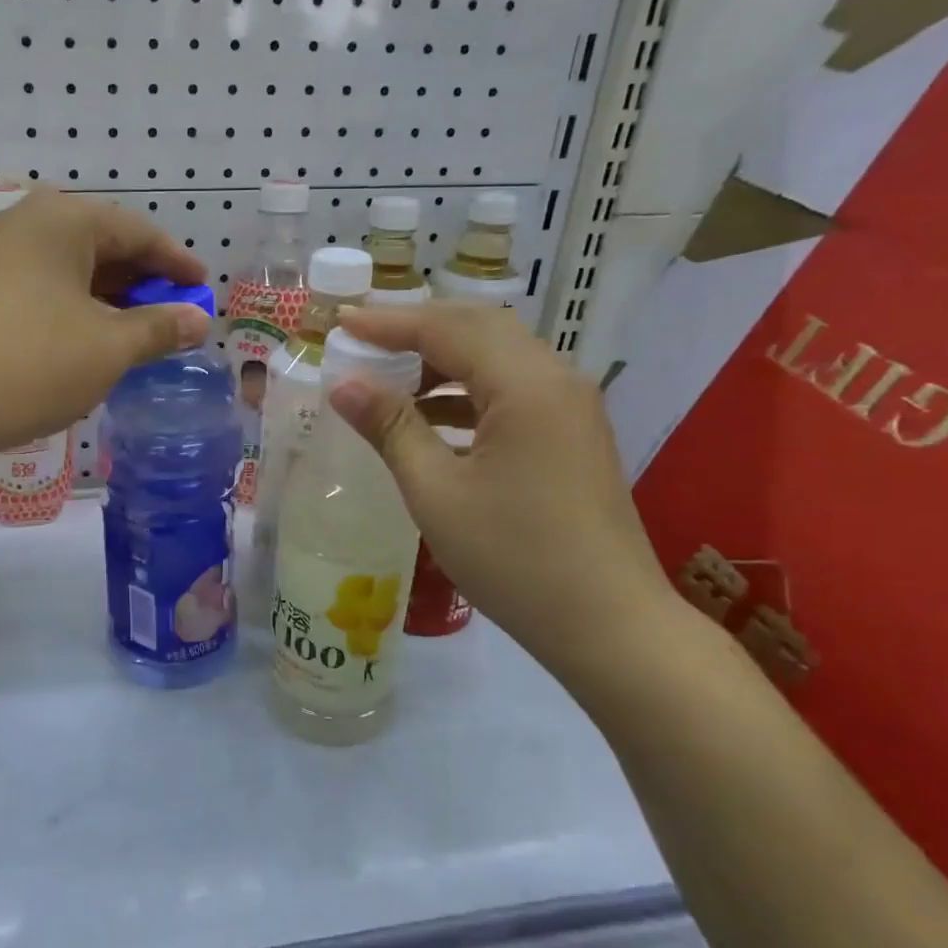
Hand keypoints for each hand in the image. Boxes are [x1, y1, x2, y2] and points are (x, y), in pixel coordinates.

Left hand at [0, 189, 212, 458]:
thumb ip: (160, 327)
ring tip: (141, 333)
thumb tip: (198, 321)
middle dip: (143, 282)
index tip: (204, 288)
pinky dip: (78, 310)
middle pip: (101, 245)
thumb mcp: (110, 347)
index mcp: (60, 220)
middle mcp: (24, 225)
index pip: (135, 230)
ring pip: (71, 270)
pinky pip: (45, 290)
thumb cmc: (34, 364)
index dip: (176, 261)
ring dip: (111, 300)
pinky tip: (94, 342)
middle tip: (175, 314)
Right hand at [330, 302, 677, 673]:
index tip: (340, 323)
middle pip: (479, 328)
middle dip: (417, 328)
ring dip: (442, 359)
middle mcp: (555, 379)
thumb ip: (390, 427)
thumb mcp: (436, 492)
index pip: (447, 328)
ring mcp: (570, 407)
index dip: (388, 322)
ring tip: (388, 378)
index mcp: (525, 385)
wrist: (607, 625)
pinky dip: (467, 391)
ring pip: (498, 357)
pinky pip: (512, 390)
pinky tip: (432, 417)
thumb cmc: (513, 557)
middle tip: (363, 340)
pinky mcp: (572, 435)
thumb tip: (344, 384)